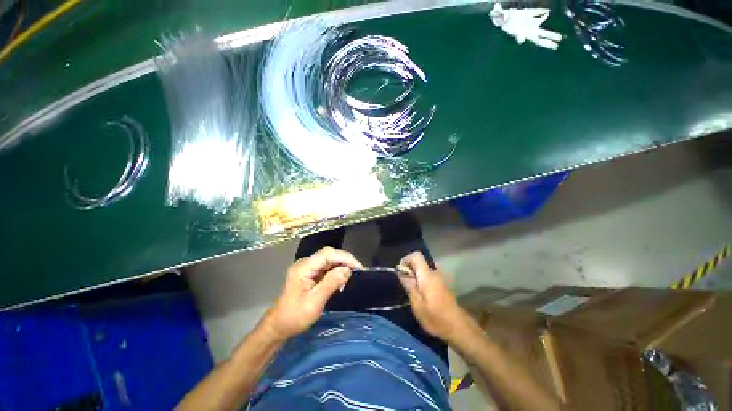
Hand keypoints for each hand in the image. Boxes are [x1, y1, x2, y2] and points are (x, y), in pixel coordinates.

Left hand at [264, 247, 362, 340]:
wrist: (278, 326)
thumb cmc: (295, 317)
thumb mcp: (315, 302)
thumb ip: (331, 283)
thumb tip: (347, 269)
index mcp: (304, 268)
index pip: (328, 253)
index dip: (345, 257)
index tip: (358, 267)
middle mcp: (305, 263)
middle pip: (329, 254)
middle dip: (344, 261)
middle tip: (357, 272)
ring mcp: (306, 267)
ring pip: (328, 260)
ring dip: (340, 266)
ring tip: (350, 277)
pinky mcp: (308, 273)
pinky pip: (325, 267)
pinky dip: (335, 272)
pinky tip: (340, 280)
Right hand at [398, 252, 469, 341]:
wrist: (458, 328)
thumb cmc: (435, 316)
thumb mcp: (417, 303)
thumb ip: (409, 285)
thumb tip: (402, 272)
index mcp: (427, 275)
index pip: (416, 256)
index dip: (406, 260)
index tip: (401, 272)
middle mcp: (434, 273)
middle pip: (419, 263)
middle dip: (410, 271)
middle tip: (405, 286)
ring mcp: (440, 279)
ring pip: (423, 271)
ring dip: (416, 278)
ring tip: (412, 293)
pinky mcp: (443, 285)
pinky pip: (428, 277)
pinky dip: (422, 282)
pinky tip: (422, 297)